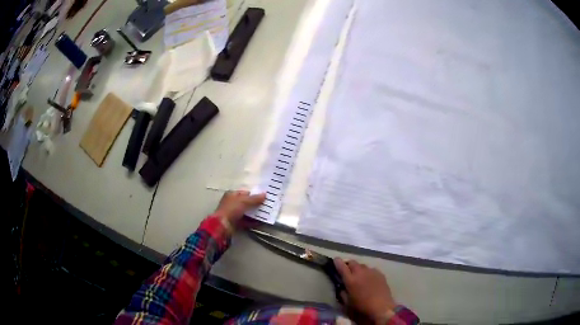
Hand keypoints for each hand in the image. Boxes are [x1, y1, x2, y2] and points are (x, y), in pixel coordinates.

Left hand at [213, 190, 265, 229]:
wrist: (223, 225)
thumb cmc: (232, 209)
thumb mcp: (244, 201)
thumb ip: (255, 198)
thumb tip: (265, 194)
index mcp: (232, 195)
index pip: (245, 193)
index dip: (254, 194)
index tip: (264, 197)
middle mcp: (232, 203)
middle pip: (246, 203)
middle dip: (255, 204)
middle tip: (266, 206)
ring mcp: (233, 214)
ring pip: (247, 212)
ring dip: (255, 214)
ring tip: (266, 214)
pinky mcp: (236, 223)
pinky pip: (246, 221)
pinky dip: (252, 222)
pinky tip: (260, 222)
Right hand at [334, 258, 395, 323]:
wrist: (382, 307)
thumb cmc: (362, 307)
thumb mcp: (347, 303)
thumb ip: (342, 293)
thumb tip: (341, 288)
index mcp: (350, 280)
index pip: (341, 266)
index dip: (337, 262)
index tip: (335, 260)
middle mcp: (360, 273)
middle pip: (352, 262)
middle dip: (348, 264)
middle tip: (347, 270)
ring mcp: (371, 272)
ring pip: (362, 265)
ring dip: (358, 268)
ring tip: (359, 275)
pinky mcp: (380, 274)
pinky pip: (371, 269)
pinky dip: (368, 272)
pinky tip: (369, 279)